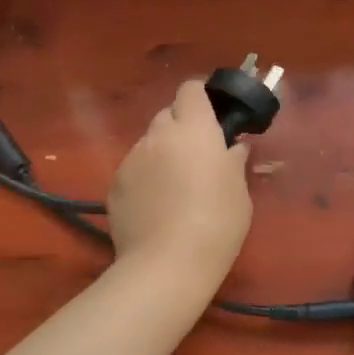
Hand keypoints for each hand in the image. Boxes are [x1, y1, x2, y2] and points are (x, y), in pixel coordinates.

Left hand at [107, 80, 252, 291]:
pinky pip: (133, 169)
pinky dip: (144, 178)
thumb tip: (234, 147)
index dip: (200, 97)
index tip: (212, 115)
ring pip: (148, 144)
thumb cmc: (217, 224)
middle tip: (197, 156)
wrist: (167, 264)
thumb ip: (234, 162)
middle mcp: (158, 135)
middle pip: (167, 115)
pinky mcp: (114, 185)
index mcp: (194, 129)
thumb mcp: (239, 192)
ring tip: (174, 188)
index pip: (190, 90)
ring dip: (161, 154)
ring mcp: (131, 159)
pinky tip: (155, 207)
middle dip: (181, 127)